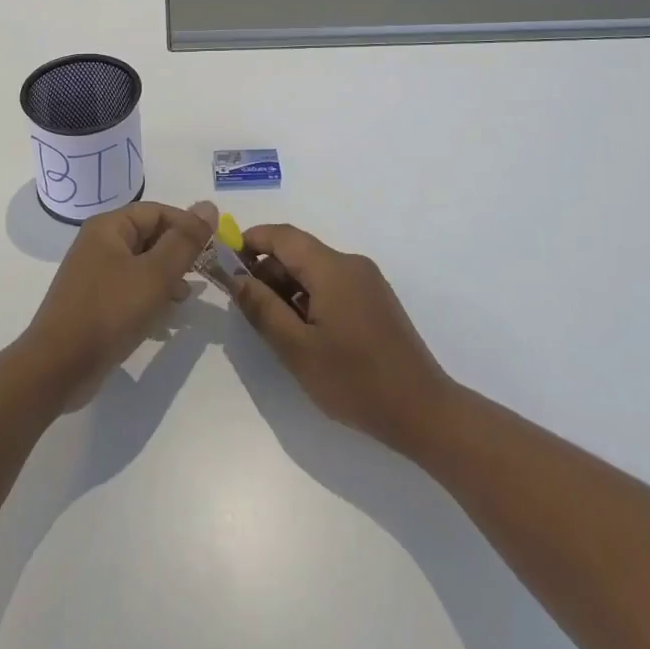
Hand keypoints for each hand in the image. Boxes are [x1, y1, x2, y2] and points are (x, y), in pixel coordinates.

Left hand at [21, 200, 216, 409]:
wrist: (57, 368)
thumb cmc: (108, 312)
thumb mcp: (155, 275)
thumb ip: (184, 241)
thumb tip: (208, 206)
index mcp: (109, 227)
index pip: (158, 211)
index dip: (188, 227)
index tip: (214, 250)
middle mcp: (99, 243)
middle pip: (150, 236)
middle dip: (179, 255)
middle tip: (204, 276)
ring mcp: (95, 274)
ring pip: (143, 265)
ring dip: (168, 278)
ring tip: (185, 300)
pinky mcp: (96, 302)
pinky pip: (131, 289)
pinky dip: (151, 298)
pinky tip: (165, 319)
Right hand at [232, 224, 453, 454]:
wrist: (424, 412)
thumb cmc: (355, 381)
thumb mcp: (297, 349)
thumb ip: (262, 309)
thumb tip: (236, 279)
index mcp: (332, 268)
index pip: (282, 236)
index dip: (250, 241)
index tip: (225, 263)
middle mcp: (351, 264)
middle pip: (298, 251)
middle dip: (267, 271)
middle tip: (247, 306)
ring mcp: (367, 282)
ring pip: (315, 270)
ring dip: (288, 287)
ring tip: (275, 326)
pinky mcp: (376, 301)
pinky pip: (333, 284)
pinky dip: (310, 297)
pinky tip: (305, 332)